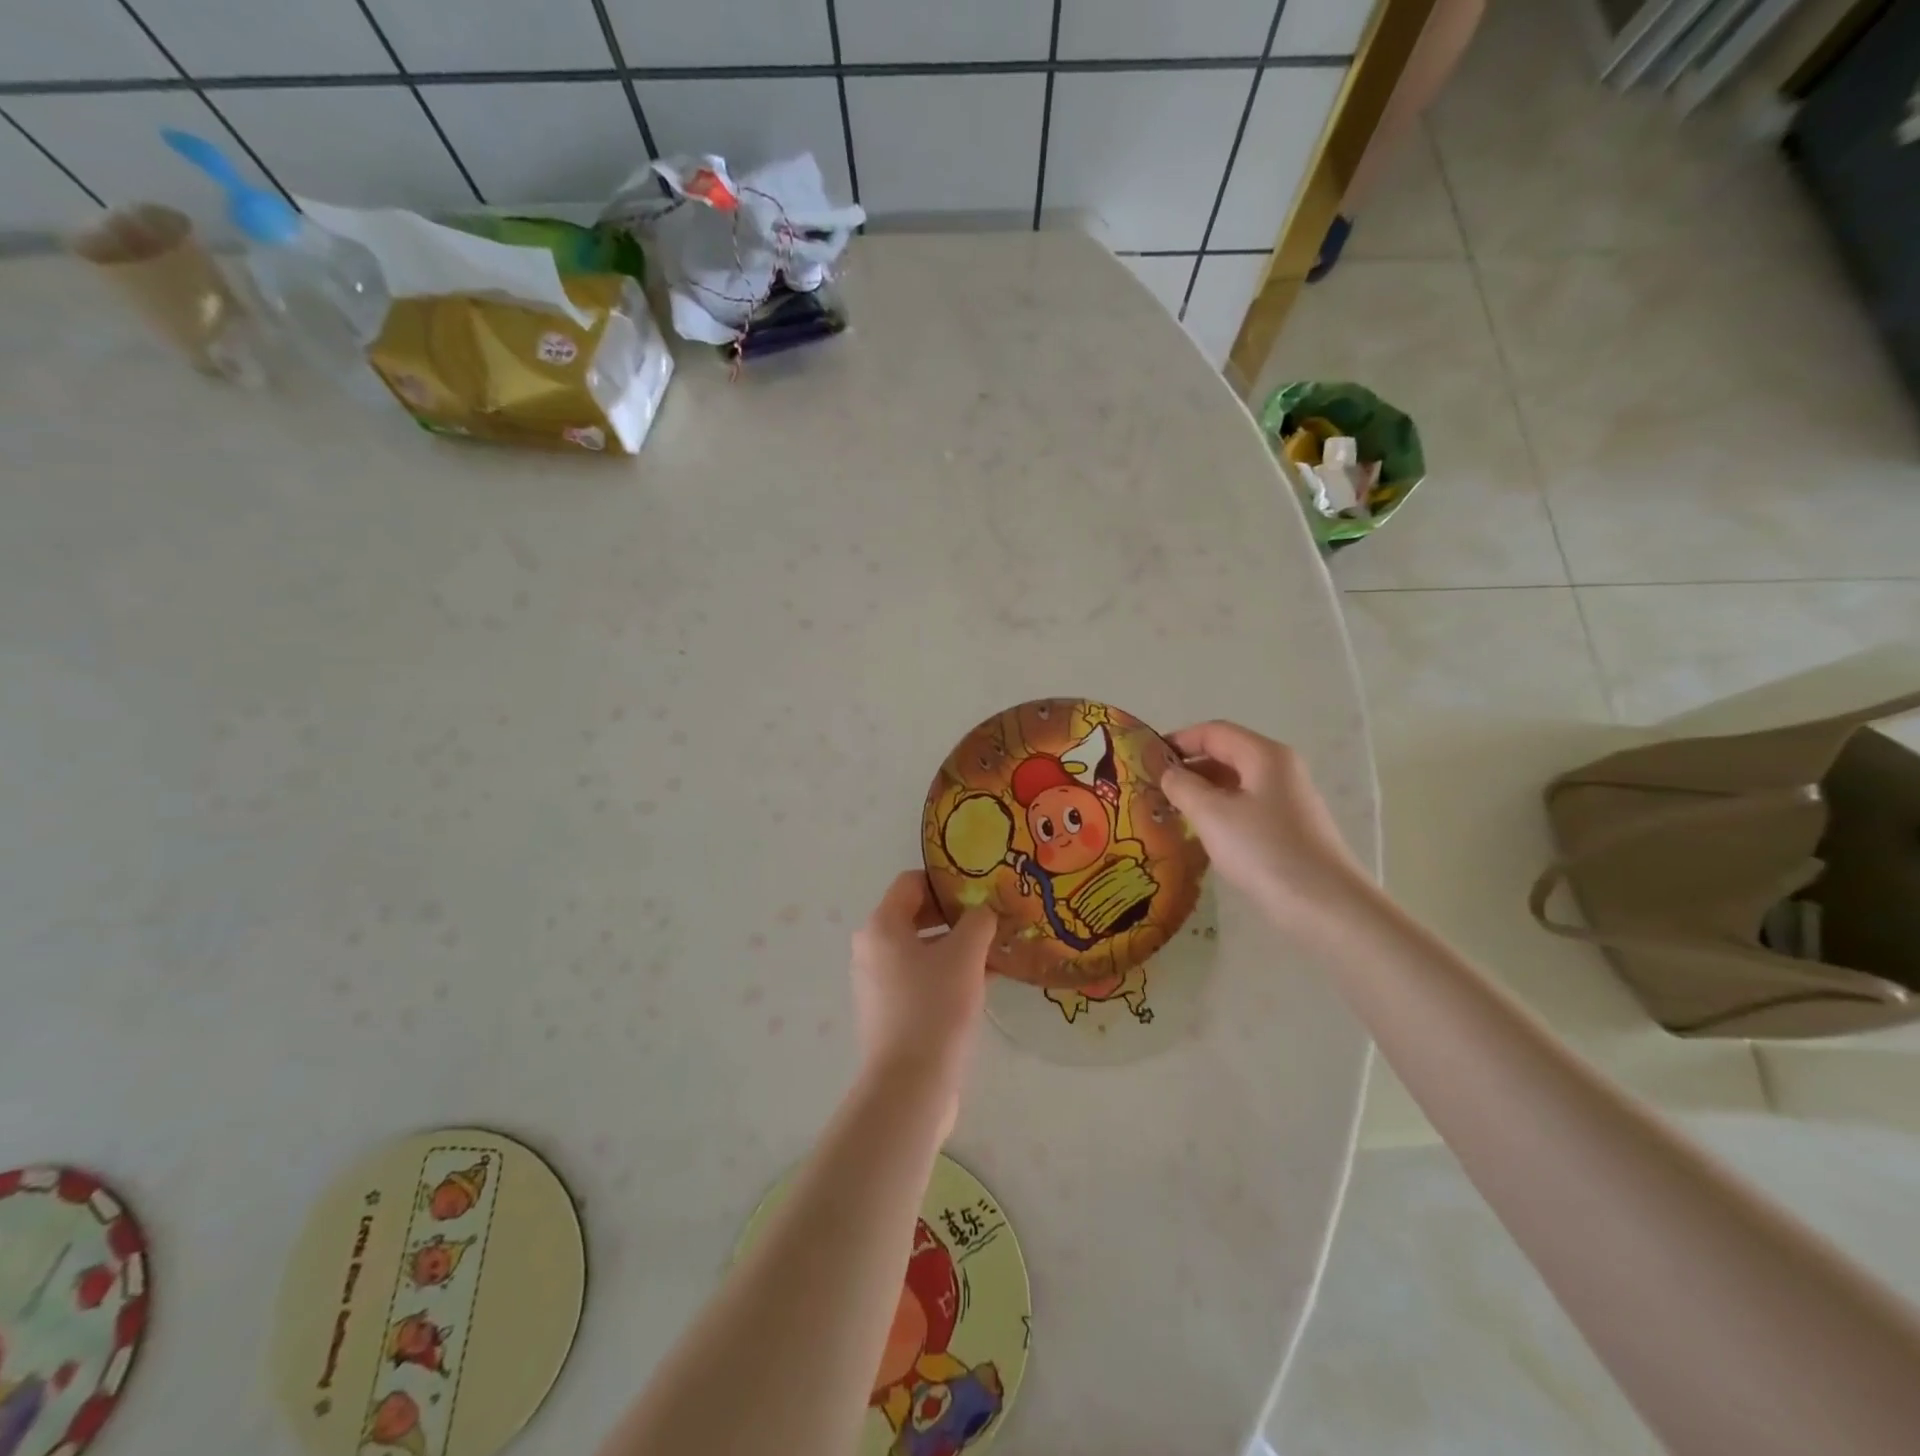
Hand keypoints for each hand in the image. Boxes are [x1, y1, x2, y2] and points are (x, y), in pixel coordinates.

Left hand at [850, 872, 994, 1121]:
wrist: (909, 1085)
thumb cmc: (935, 1007)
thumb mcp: (965, 955)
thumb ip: (978, 921)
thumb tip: (984, 911)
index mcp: (881, 926)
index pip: (911, 882)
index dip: (946, 881)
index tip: (980, 889)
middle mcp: (871, 949)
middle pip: (916, 915)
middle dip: (956, 915)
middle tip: (992, 919)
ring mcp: (877, 982)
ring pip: (921, 949)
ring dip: (956, 946)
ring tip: (995, 951)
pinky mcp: (889, 1011)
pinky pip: (920, 978)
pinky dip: (947, 973)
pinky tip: (984, 982)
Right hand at [1159, 721, 1373, 942]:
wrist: (1326, 906)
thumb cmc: (1264, 850)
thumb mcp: (1212, 815)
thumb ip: (1183, 786)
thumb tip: (1168, 773)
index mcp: (1264, 755)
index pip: (1214, 732)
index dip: (1178, 740)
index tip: (1146, 759)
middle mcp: (1280, 769)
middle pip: (1226, 754)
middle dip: (1188, 767)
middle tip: (1153, 788)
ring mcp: (1288, 799)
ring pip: (1235, 783)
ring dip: (1202, 791)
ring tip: (1170, 811)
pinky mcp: (1289, 827)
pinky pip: (1246, 806)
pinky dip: (1220, 811)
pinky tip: (1202, 832)